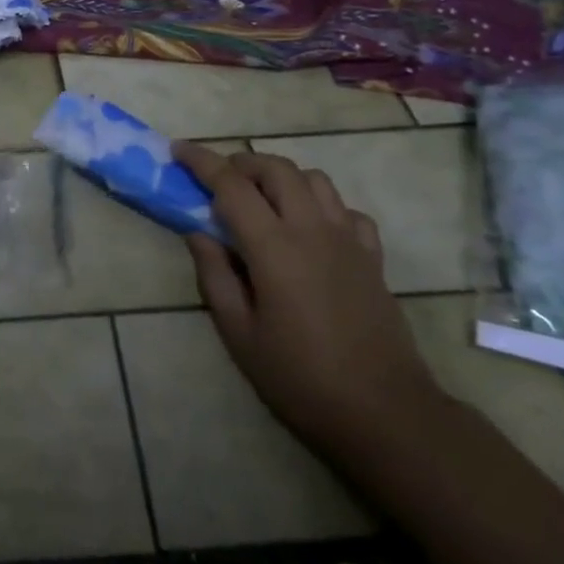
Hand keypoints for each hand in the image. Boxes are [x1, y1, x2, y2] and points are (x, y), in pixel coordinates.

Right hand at [171, 143, 440, 446]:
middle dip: (242, 163)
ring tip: (262, 201)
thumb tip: (198, 233)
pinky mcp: (372, 258)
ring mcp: (348, 241)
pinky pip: (346, 210)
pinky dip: (322, 205)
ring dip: (282, 177)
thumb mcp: (240, 334)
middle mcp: (313, 230)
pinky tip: (310, 229)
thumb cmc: (301, 378)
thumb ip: (215, 276)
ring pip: (315, 180)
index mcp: (274, 247)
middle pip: (277, 168)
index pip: (231, 185)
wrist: (386, 414)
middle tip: (218, 180)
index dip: (201, 161)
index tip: (178, 150)